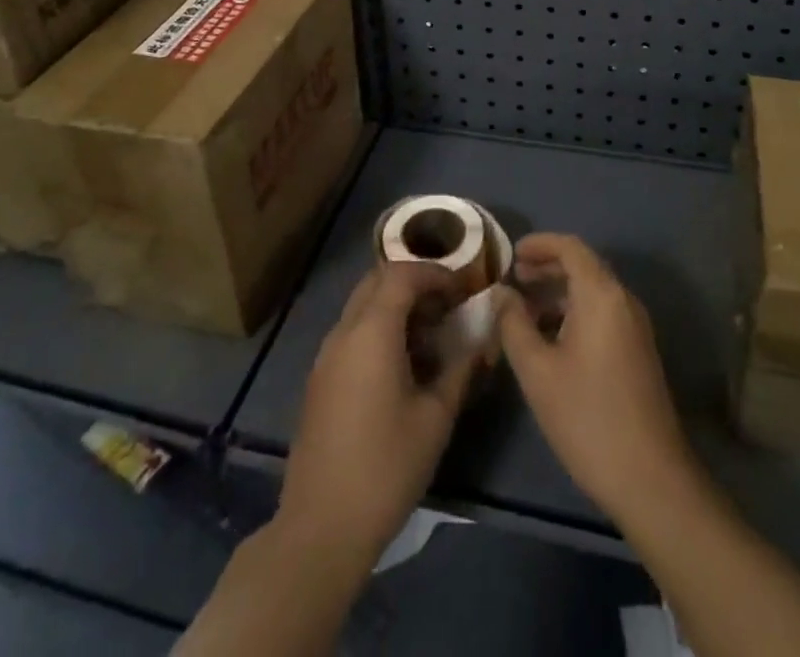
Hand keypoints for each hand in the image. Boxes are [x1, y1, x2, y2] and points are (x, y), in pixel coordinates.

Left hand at [276, 261, 480, 572]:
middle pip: (377, 281)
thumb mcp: (436, 418)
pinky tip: (403, 364)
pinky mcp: (320, 379)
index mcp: (371, 331)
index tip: (462, 289)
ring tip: (430, 335)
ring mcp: (326, 355)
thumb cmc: (386, 466)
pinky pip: (352, 332)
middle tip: (447, 306)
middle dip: (414, 283)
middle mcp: (344, 331)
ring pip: (362, 306)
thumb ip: (460, 369)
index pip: (402, 274)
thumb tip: (480, 340)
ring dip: (395, 306)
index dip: (435, 273)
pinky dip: (378, 329)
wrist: (321, 526)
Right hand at [495, 233, 695, 527]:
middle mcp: (623, 301)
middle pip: (583, 265)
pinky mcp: (638, 351)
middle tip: (514, 280)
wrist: (650, 479)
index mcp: (601, 295)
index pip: (570, 247)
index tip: (511, 254)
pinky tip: (550, 339)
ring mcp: (635, 327)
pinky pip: (603, 313)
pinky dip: (574, 311)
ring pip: (593, 291)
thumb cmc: (587, 417)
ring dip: (559, 292)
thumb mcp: (537, 371)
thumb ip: (514, 324)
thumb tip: (502, 293)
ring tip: (525, 310)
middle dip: (547, 267)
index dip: (539, 244)